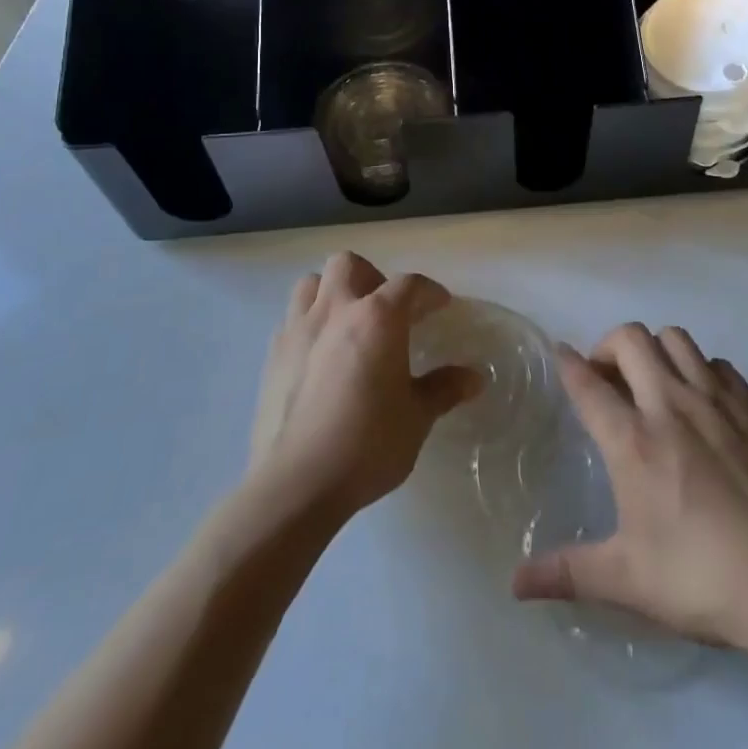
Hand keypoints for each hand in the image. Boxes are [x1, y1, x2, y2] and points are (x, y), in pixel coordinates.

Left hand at [248, 251, 480, 521]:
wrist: (295, 484)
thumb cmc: (367, 445)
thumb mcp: (416, 418)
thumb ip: (443, 389)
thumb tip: (475, 377)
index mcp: (378, 318)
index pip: (409, 284)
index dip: (429, 291)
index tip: (440, 305)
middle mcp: (336, 310)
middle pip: (349, 264)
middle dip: (371, 277)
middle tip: (386, 311)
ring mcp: (298, 329)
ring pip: (312, 283)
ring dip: (332, 293)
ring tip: (348, 324)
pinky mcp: (272, 355)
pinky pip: (291, 319)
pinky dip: (309, 324)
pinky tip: (320, 356)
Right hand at [511, 323, 747, 652]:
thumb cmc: (703, 578)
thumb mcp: (628, 581)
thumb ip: (568, 572)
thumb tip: (516, 584)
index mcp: (634, 442)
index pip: (588, 384)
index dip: (568, 364)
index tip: (559, 354)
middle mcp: (670, 405)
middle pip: (630, 339)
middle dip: (609, 346)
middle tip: (607, 378)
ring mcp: (716, 400)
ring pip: (675, 338)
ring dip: (654, 350)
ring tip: (651, 381)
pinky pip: (716, 363)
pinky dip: (698, 369)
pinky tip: (700, 402)